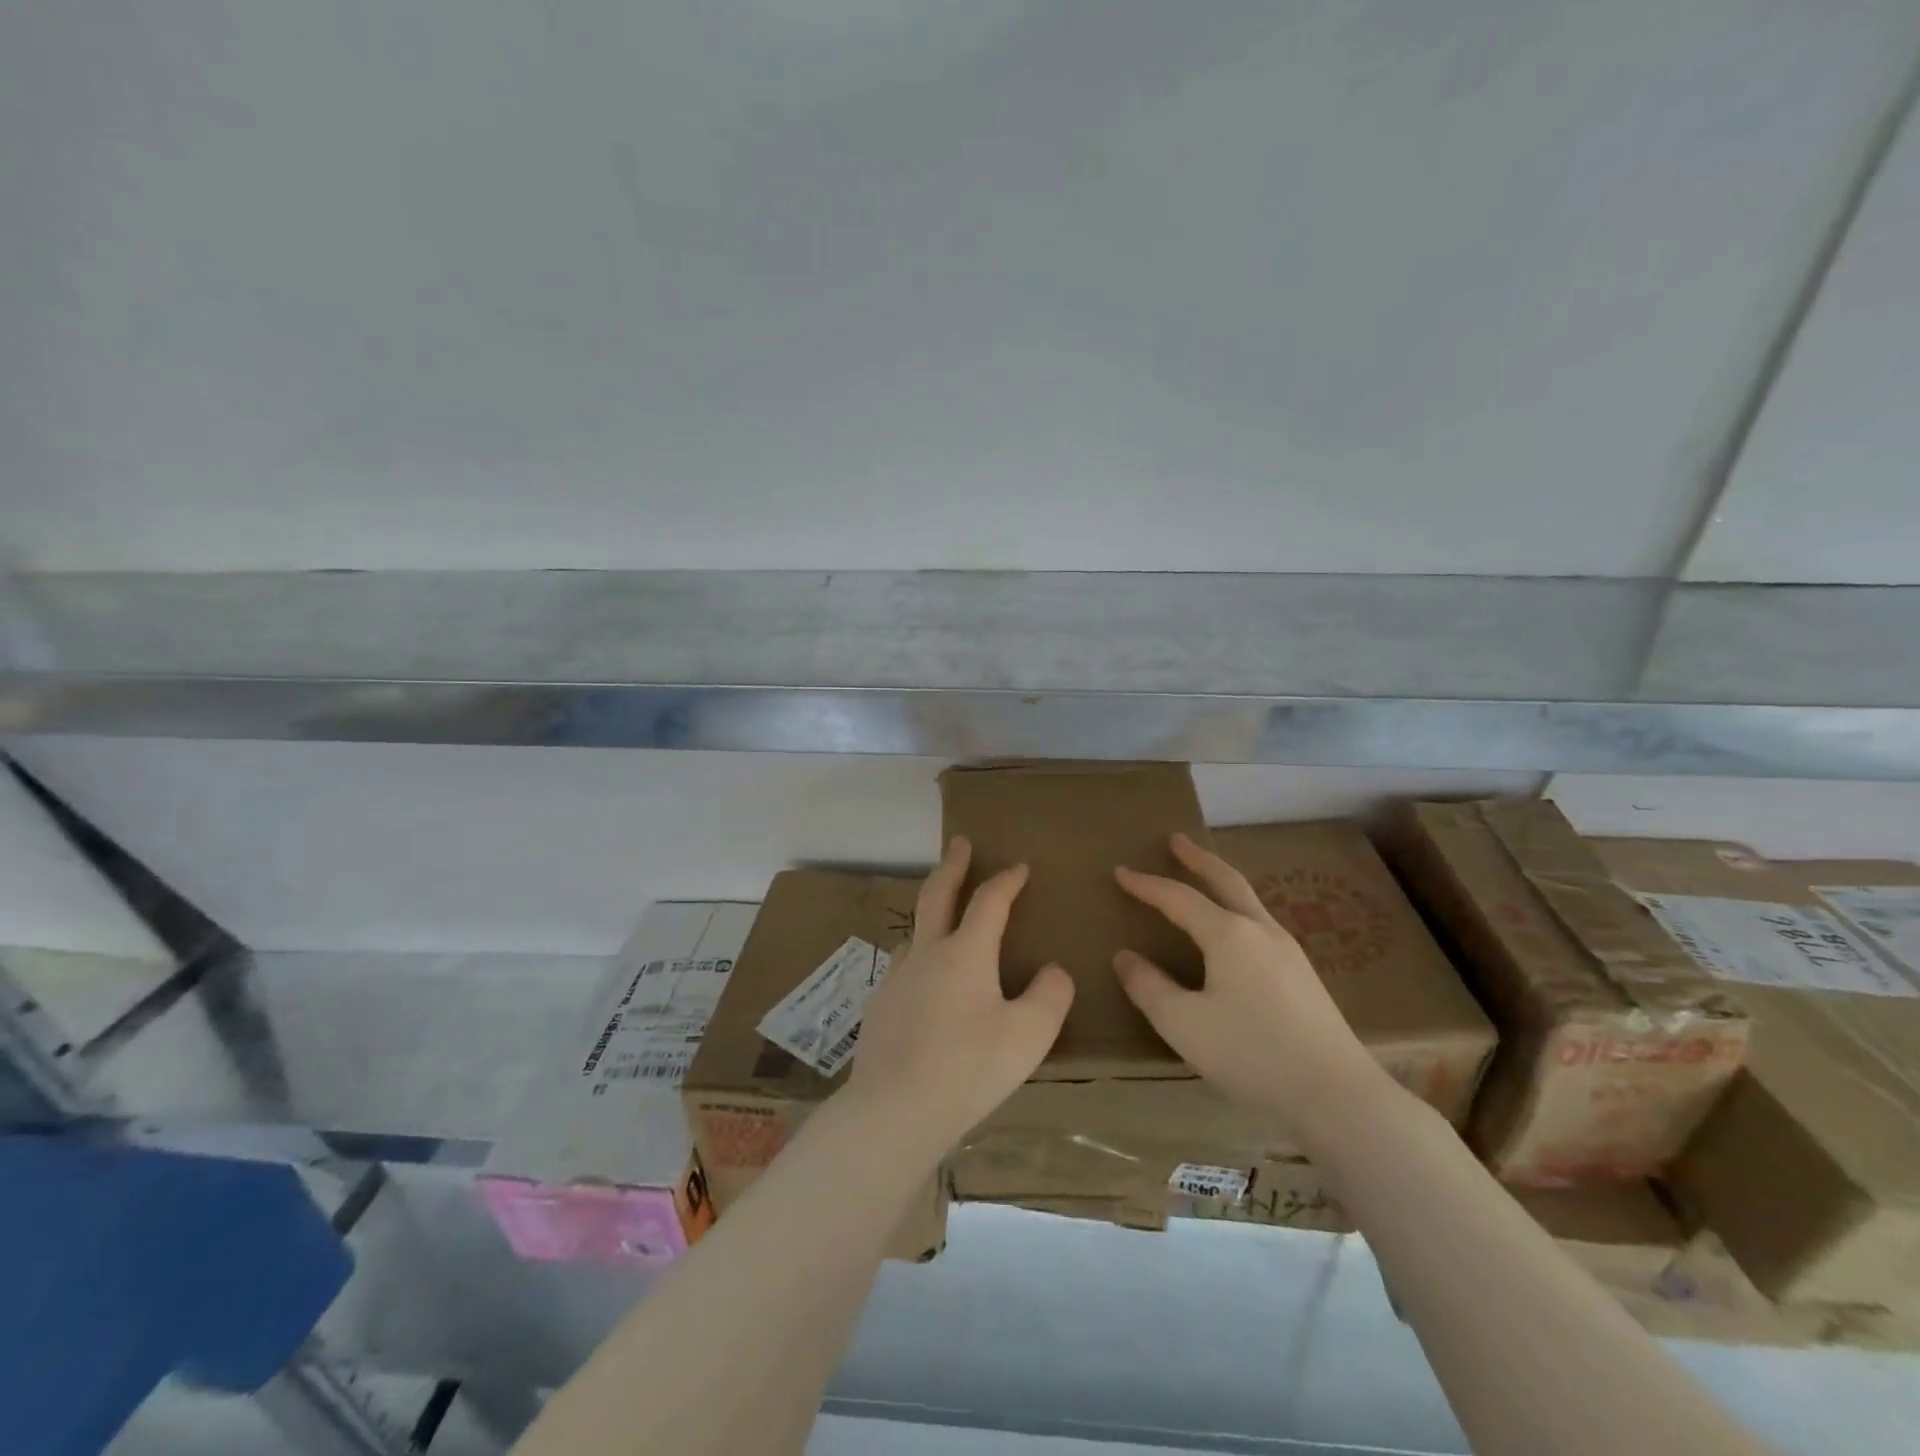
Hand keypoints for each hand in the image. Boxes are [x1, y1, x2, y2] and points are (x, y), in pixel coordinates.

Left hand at [844, 837, 1074, 1151]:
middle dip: (953, 865)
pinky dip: (919, 959)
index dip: (1007, 880)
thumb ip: (1050, 996)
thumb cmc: (968, 1069)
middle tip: (960, 843)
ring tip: (943, 917)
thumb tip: (1053, 971)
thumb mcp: (1029, 1035)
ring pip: (915, 932)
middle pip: (937, 894)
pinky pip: (903, 969)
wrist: (892, 1111)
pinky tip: (922, 985)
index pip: (989, 901)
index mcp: (965, 953)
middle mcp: (926, 954)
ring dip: (931, 913)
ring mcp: (896, 979)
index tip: (1020, 866)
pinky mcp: (878, 1008)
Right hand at [1114, 832, 1391, 1141]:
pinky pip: (1260, 924)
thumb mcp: (1183, 1025)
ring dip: (1221, 881)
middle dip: (1198, 858)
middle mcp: (1260, 931)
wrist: (1337, 1095)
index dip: (1147, 884)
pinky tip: (1235, 932)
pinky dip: (1237, 908)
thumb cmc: (1252, 1054)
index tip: (1120, 872)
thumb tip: (1125, 957)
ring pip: (1248, 900)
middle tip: (1176, 840)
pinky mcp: (1303, 975)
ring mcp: (1288, 951)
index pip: (1178, 898)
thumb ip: (1149, 987)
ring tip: (1203, 879)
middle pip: (1226, 880)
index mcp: (1229, 935)